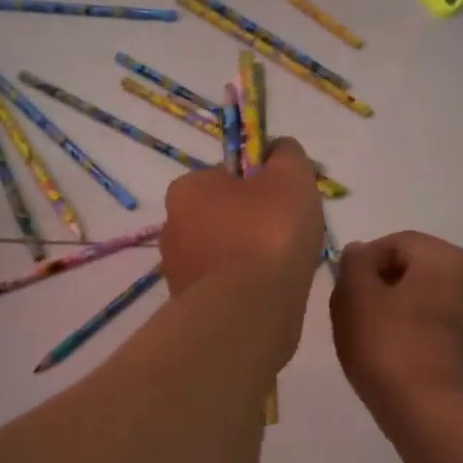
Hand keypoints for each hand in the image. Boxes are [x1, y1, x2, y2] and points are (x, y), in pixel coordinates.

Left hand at [160, 138, 324, 300]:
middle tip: (289, 238)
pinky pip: (224, 286)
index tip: (286, 202)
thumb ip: (286, 155)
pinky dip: (244, 288)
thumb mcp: (291, 176)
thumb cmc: (269, 234)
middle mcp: (172, 226)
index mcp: (187, 188)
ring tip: (281, 271)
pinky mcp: (189, 306)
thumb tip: (279, 150)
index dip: (261, 184)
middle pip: (224, 215)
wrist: (247, 312)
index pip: (228, 175)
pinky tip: (266, 296)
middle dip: (254, 223)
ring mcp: (177, 270)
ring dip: (249, 258)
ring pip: (224, 254)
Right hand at [331, 231, 462, 421]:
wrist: (441, 418)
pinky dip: (422, 341)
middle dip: (383, 289)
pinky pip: (444, 336)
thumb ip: (354, 266)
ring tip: (376, 346)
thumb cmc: (391, 349)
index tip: (344, 292)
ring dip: (403, 316)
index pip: (396, 243)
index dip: (363, 263)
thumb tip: (360, 251)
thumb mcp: (355, 300)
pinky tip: (402, 367)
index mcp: (447, 259)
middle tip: (355, 319)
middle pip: (417, 273)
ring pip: (431, 305)